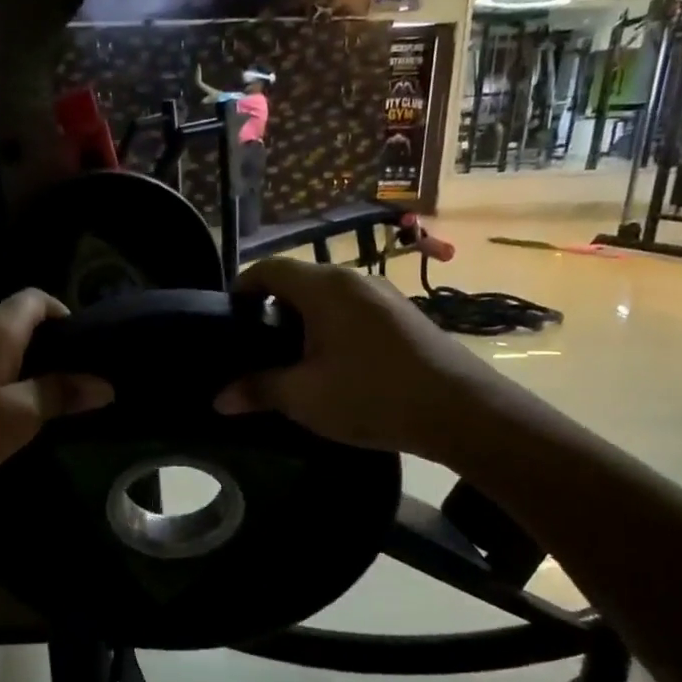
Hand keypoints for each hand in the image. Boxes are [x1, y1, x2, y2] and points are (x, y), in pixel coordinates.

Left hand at [0, 290, 111, 503]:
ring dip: (21, 358)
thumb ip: (62, 394)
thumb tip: (104, 385)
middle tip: (68, 377)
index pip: (36, 298)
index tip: (81, 348)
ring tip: (41, 393)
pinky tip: (3, 403)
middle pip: (17, 317)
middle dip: (46, 341)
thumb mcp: (20, 417)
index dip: (63, 314)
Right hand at [213, 259, 502, 463]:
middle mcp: (353, 279)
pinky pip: (351, 311)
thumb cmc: (372, 395)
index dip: (241, 289)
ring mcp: (383, 296)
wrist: (462, 411)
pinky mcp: (403, 317)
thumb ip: (258, 390)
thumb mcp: (304, 397)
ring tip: (288, 362)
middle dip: (270, 311)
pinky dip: (330, 330)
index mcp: (324, 287)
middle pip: (297, 282)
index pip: (268, 269)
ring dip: (302, 323)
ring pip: (326, 298)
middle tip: (253, 349)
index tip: (226, 321)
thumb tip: (219, 399)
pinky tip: (330, 367)